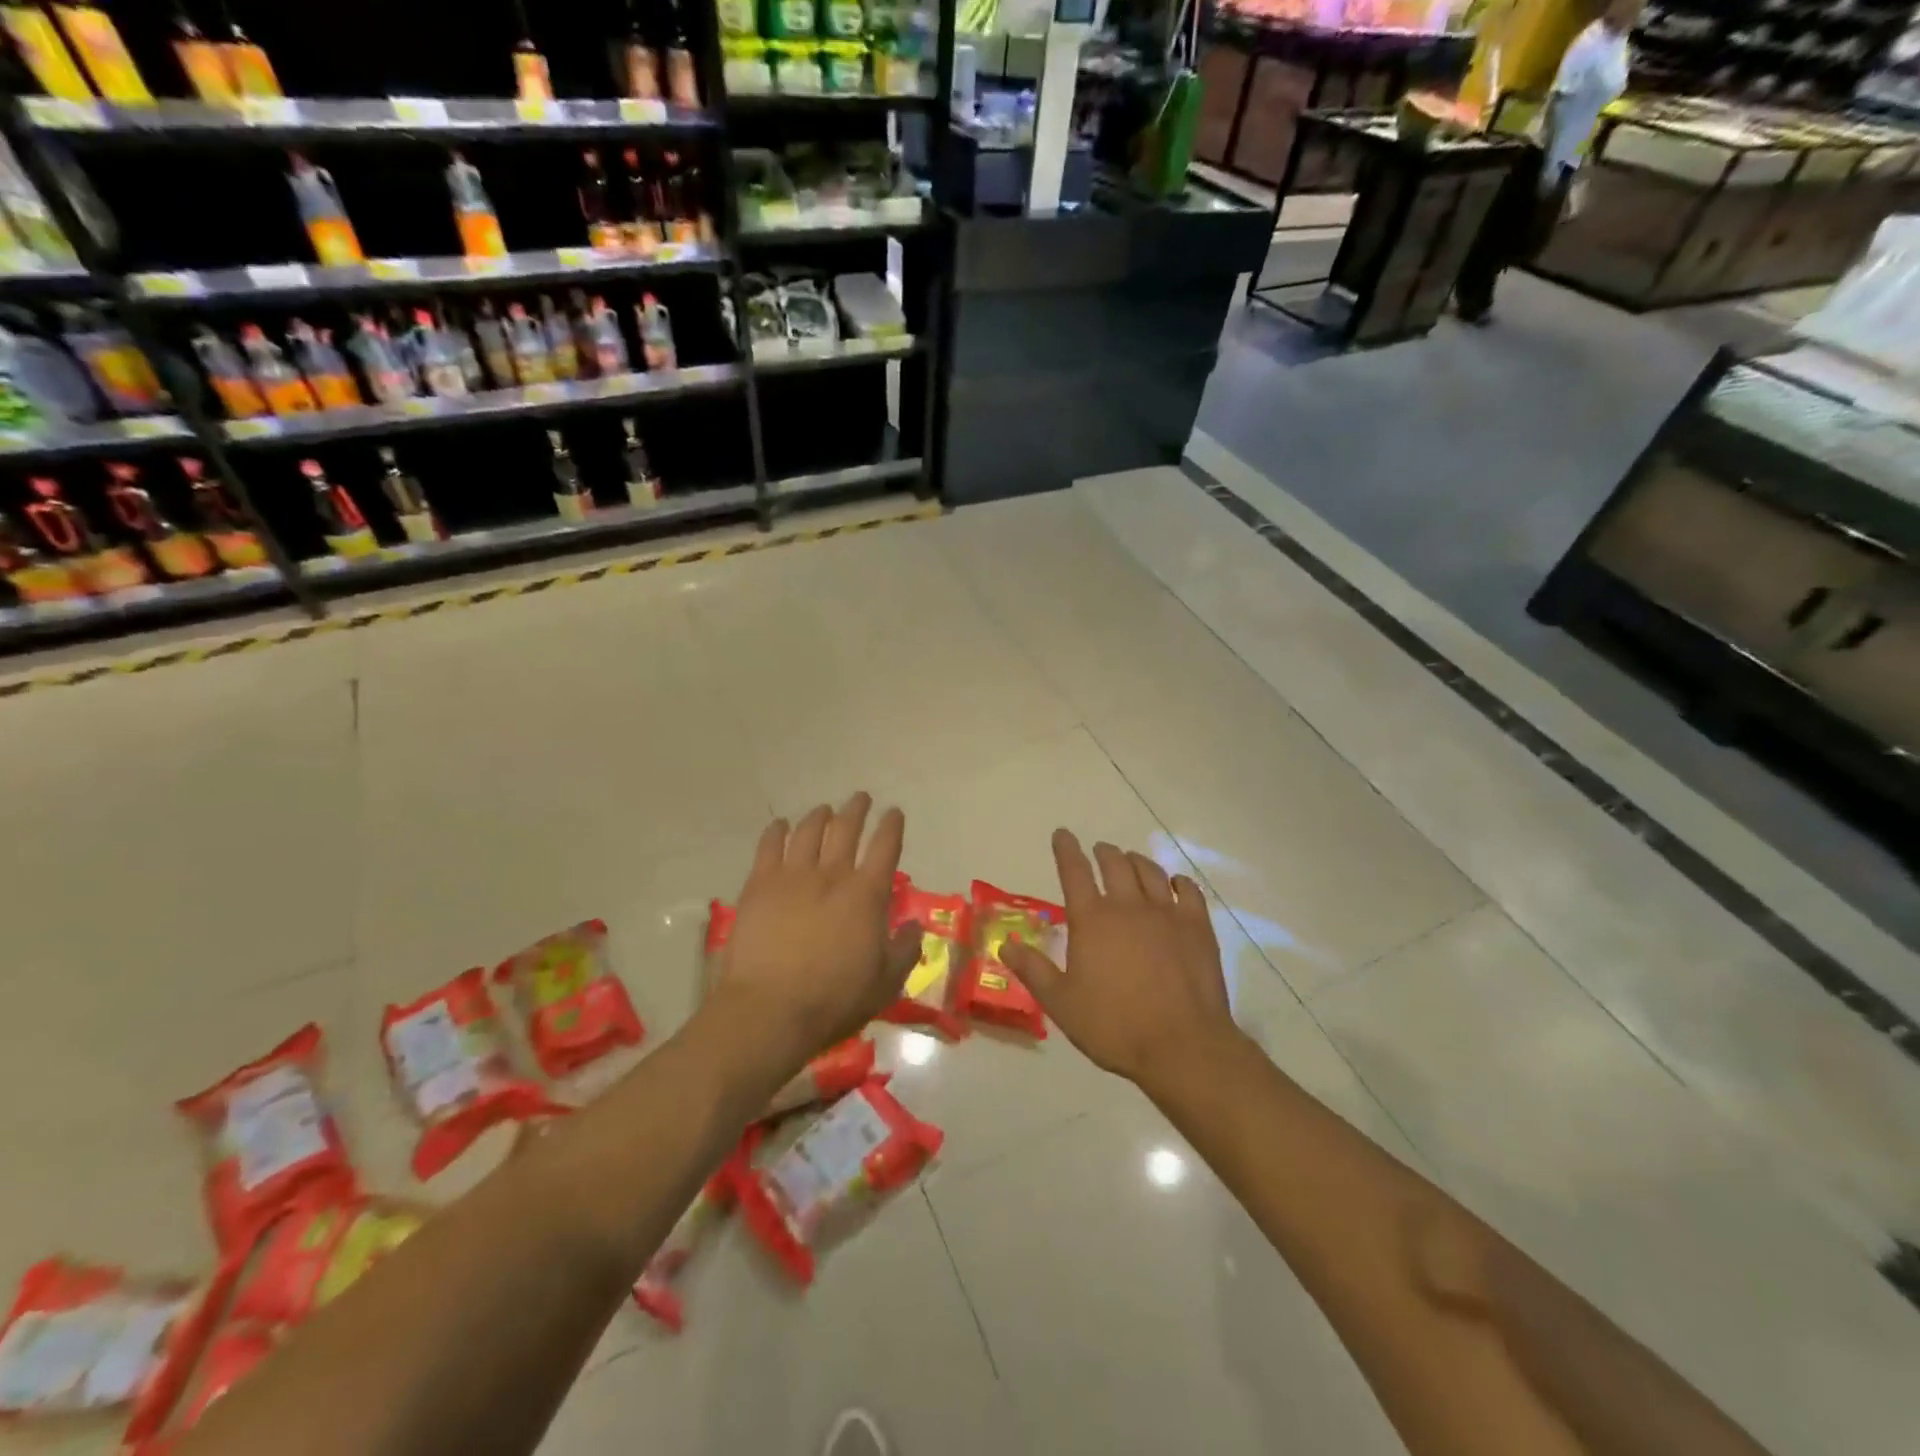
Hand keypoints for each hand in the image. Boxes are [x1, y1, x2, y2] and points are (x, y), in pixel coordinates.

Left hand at [708, 793, 920, 1073]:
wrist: (770, 1010)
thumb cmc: (834, 1000)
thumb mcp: (885, 983)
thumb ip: (904, 950)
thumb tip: (914, 926)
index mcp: (867, 895)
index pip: (885, 847)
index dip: (891, 826)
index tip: (893, 812)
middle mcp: (832, 875)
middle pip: (846, 829)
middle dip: (856, 810)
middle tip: (860, 798)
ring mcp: (793, 876)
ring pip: (809, 831)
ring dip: (820, 816)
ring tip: (824, 810)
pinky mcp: (759, 885)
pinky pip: (769, 846)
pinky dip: (777, 831)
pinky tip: (780, 826)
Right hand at [999, 830, 1237, 1093]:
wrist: (1182, 1045)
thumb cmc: (1114, 1026)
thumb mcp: (1061, 1003)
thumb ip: (1033, 970)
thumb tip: (1006, 945)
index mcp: (1091, 920)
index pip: (1074, 872)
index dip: (1066, 849)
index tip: (1062, 834)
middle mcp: (1128, 906)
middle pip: (1115, 864)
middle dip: (1104, 853)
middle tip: (1099, 850)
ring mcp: (1166, 913)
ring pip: (1150, 872)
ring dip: (1137, 861)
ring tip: (1131, 860)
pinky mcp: (1197, 927)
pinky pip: (1189, 890)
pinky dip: (1178, 881)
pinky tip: (1175, 883)